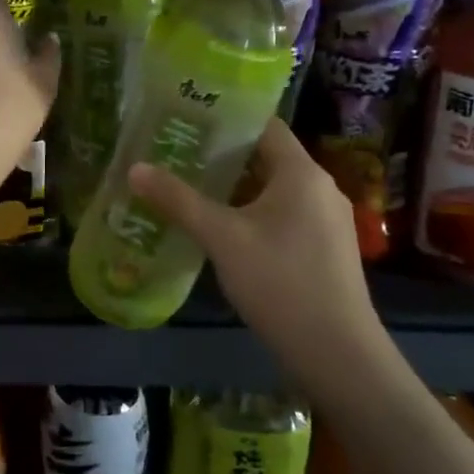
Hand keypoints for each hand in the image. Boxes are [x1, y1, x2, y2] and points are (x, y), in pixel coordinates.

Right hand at [127, 119, 397, 385]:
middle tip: (175, 151)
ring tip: (188, 184)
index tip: (186, 117)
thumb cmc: (280, 283)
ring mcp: (326, 220)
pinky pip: (282, 214)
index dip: (225, 118)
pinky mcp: (324, 248)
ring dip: (234, 186)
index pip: (263, 124)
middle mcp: (319, 187)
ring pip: (272, 188)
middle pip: (266, 156)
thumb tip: (134, 168)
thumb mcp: (222, 238)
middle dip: (221, 154)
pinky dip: (251, 212)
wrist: (339, 356)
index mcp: (301, 172)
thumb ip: (178, 200)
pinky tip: (219, 227)